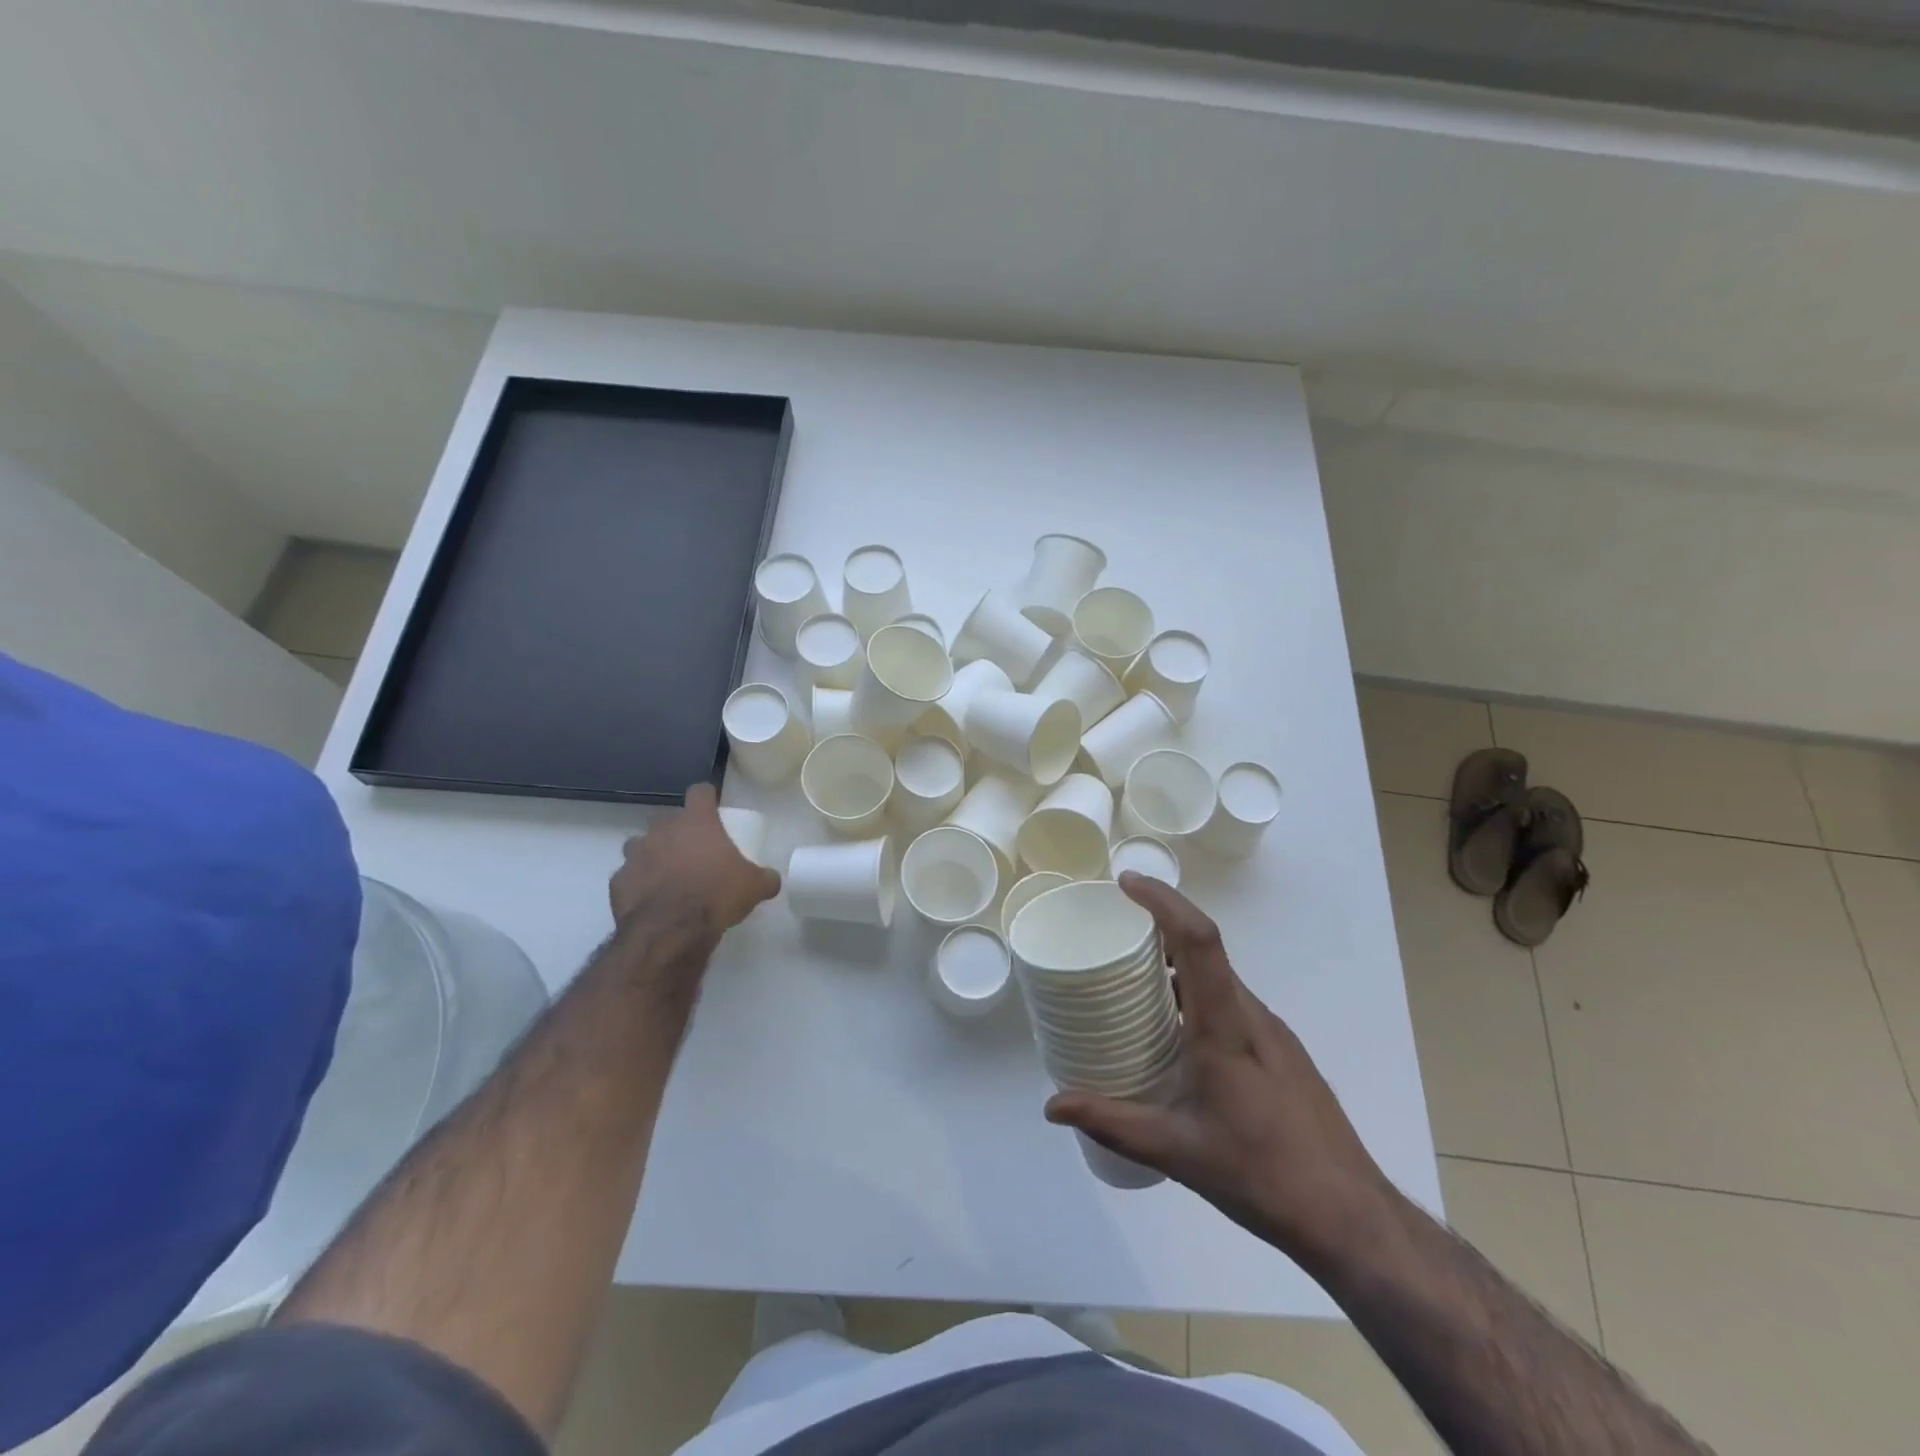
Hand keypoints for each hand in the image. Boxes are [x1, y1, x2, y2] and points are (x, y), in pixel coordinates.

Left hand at [610, 784, 780, 938]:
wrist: (671, 932)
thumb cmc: (716, 896)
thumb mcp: (754, 887)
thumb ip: (765, 878)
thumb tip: (772, 879)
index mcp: (696, 822)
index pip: (700, 792)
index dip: (707, 797)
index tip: (713, 807)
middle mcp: (662, 830)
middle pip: (667, 818)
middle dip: (677, 830)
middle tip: (692, 850)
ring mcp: (635, 855)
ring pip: (640, 845)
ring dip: (652, 854)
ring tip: (667, 874)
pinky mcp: (617, 882)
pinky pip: (628, 876)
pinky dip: (638, 884)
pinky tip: (650, 900)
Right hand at [1045, 873, 1392, 1265]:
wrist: (1350, 1216)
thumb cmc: (1262, 1174)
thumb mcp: (1176, 1151)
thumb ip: (1112, 1122)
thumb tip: (1052, 1105)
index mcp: (1225, 1026)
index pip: (1198, 940)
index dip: (1163, 901)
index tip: (1126, 883)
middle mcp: (1252, 1015)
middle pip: (1207, 948)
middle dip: (1160, 924)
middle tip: (1111, 929)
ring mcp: (1272, 1032)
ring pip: (1219, 976)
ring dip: (1178, 960)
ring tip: (1132, 976)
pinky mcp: (1281, 1051)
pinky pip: (1231, 1001)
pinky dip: (1196, 991)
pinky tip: (1174, 1028)